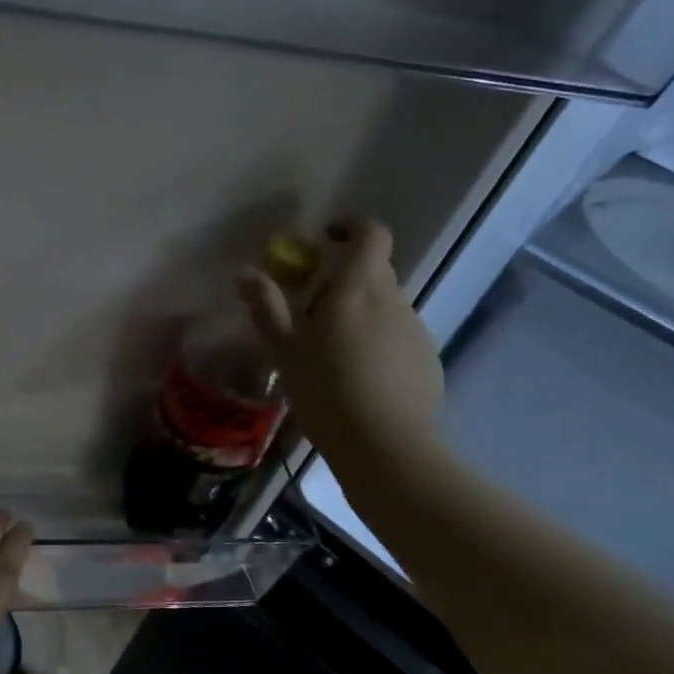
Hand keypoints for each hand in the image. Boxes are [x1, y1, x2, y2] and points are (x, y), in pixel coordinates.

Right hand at [237, 219, 445, 486]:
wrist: (385, 446)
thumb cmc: (325, 391)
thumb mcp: (285, 350)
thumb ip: (267, 306)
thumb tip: (246, 273)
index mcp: (358, 289)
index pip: (371, 234)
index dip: (351, 227)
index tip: (325, 239)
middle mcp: (394, 299)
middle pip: (374, 271)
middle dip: (345, 279)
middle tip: (312, 312)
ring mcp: (415, 329)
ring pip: (385, 306)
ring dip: (360, 314)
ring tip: (332, 354)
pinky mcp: (427, 359)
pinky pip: (397, 336)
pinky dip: (377, 343)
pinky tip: (359, 379)